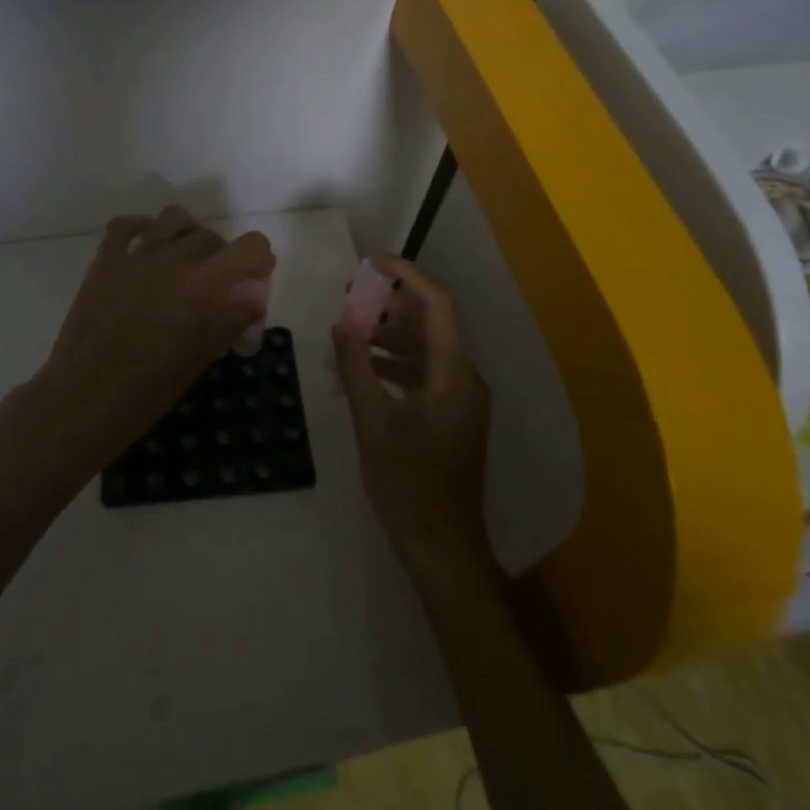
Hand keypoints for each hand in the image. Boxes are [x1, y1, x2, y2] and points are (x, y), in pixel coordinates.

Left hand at [27, 205, 274, 469]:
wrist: (84, 397)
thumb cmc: (149, 387)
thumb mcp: (201, 357)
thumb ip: (230, 320)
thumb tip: (252, 298)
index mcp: (203, 283)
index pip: (250, 246)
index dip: (258, 260)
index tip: (253, 281)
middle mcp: (173, 257)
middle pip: (212, 237)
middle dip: (222, 257)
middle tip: (215, 289)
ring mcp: (135, 254)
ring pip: (174, 218)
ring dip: (188, 234)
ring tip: (184, 261)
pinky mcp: (105, 260)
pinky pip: (127, 225)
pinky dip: (144, 229)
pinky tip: (147, 249)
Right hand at [332, 253, 493, 576]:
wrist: (442, 547)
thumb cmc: (408, 483)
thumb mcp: (373, 421)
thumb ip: (357, 366)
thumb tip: (344, 321)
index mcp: (454, 372)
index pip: (437, 304)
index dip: (407, 274)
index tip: (371, 262)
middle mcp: (465, 378)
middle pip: (433, 323)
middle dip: (392, 304)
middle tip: (352, 297)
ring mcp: (462, 400)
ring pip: (428, 349)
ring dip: (392, 335)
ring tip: (352, 330)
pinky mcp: (454, 418)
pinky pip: (427, 374)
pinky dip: (397, 363)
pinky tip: (366, 369)